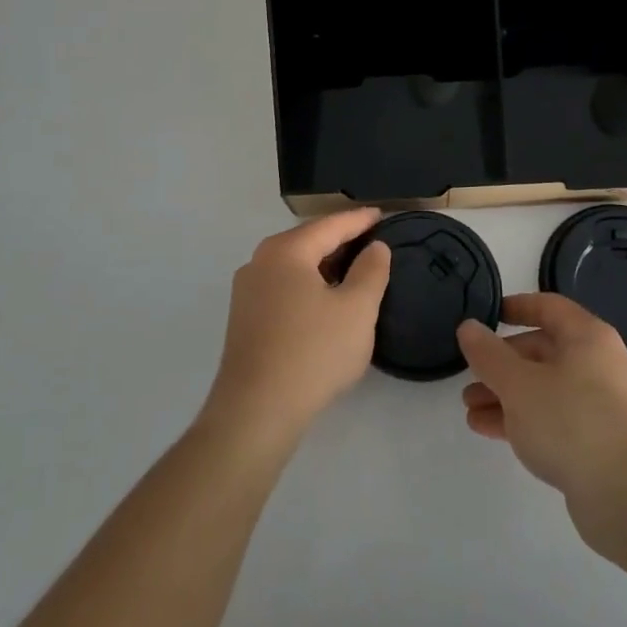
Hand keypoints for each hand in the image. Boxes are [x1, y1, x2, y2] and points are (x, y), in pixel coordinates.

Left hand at [201, 209, 392, 449]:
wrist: (256, 412)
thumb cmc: (313, 352)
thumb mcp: (357, 310)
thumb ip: (371, 271)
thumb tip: (375, 248)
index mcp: (286, 251)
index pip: (330, 225)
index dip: (360, 220)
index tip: (382, 215)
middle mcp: (260, 262)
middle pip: (308, 241)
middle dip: (340, 240)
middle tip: (372, 242)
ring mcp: (247, 291)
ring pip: (294, 266)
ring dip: (324, 265)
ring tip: (353, 271)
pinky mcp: (244, 319)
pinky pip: (283, 288)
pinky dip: (308, 286)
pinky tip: (325, 302)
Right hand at [459, 294, 626, 526]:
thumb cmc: (572, 422)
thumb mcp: (519, 383)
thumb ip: (489, 354)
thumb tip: (468, 327)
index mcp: (587, 337)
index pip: (548, 307)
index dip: (515, 307)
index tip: (486, 316)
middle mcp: (598, 364)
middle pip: (543, 351)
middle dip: (502, 362)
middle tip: (470, 375)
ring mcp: (600, 405)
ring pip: (544, 388)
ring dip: (506, 395)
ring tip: (470, 409)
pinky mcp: (597, 442)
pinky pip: (552, 419)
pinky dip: (522, 420)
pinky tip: (489, 430)